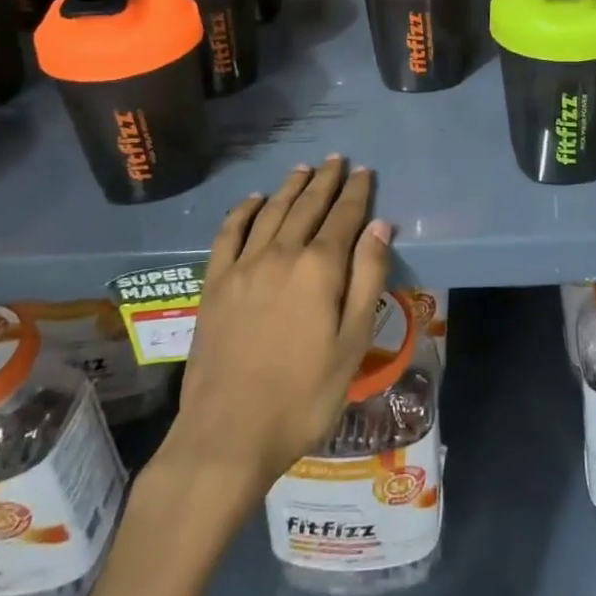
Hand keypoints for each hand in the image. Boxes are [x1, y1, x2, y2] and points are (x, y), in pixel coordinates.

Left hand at [164, 157, 391, 497]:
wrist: (229, 435)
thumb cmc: (304, 395)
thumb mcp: (353, 343)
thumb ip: (368, 279)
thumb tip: (380, 226)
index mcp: (319, 268)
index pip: (344, 216)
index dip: (357, 192)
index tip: (364, 171)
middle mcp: (281, 254)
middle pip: (307, 206)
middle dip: (325, 181)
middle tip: (337, 160)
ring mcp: (243, 267)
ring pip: (271, 212)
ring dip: (289, 187)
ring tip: (303, 169)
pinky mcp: (215, 284)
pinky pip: (228, 233)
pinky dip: (242, 211)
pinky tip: (252, 201)